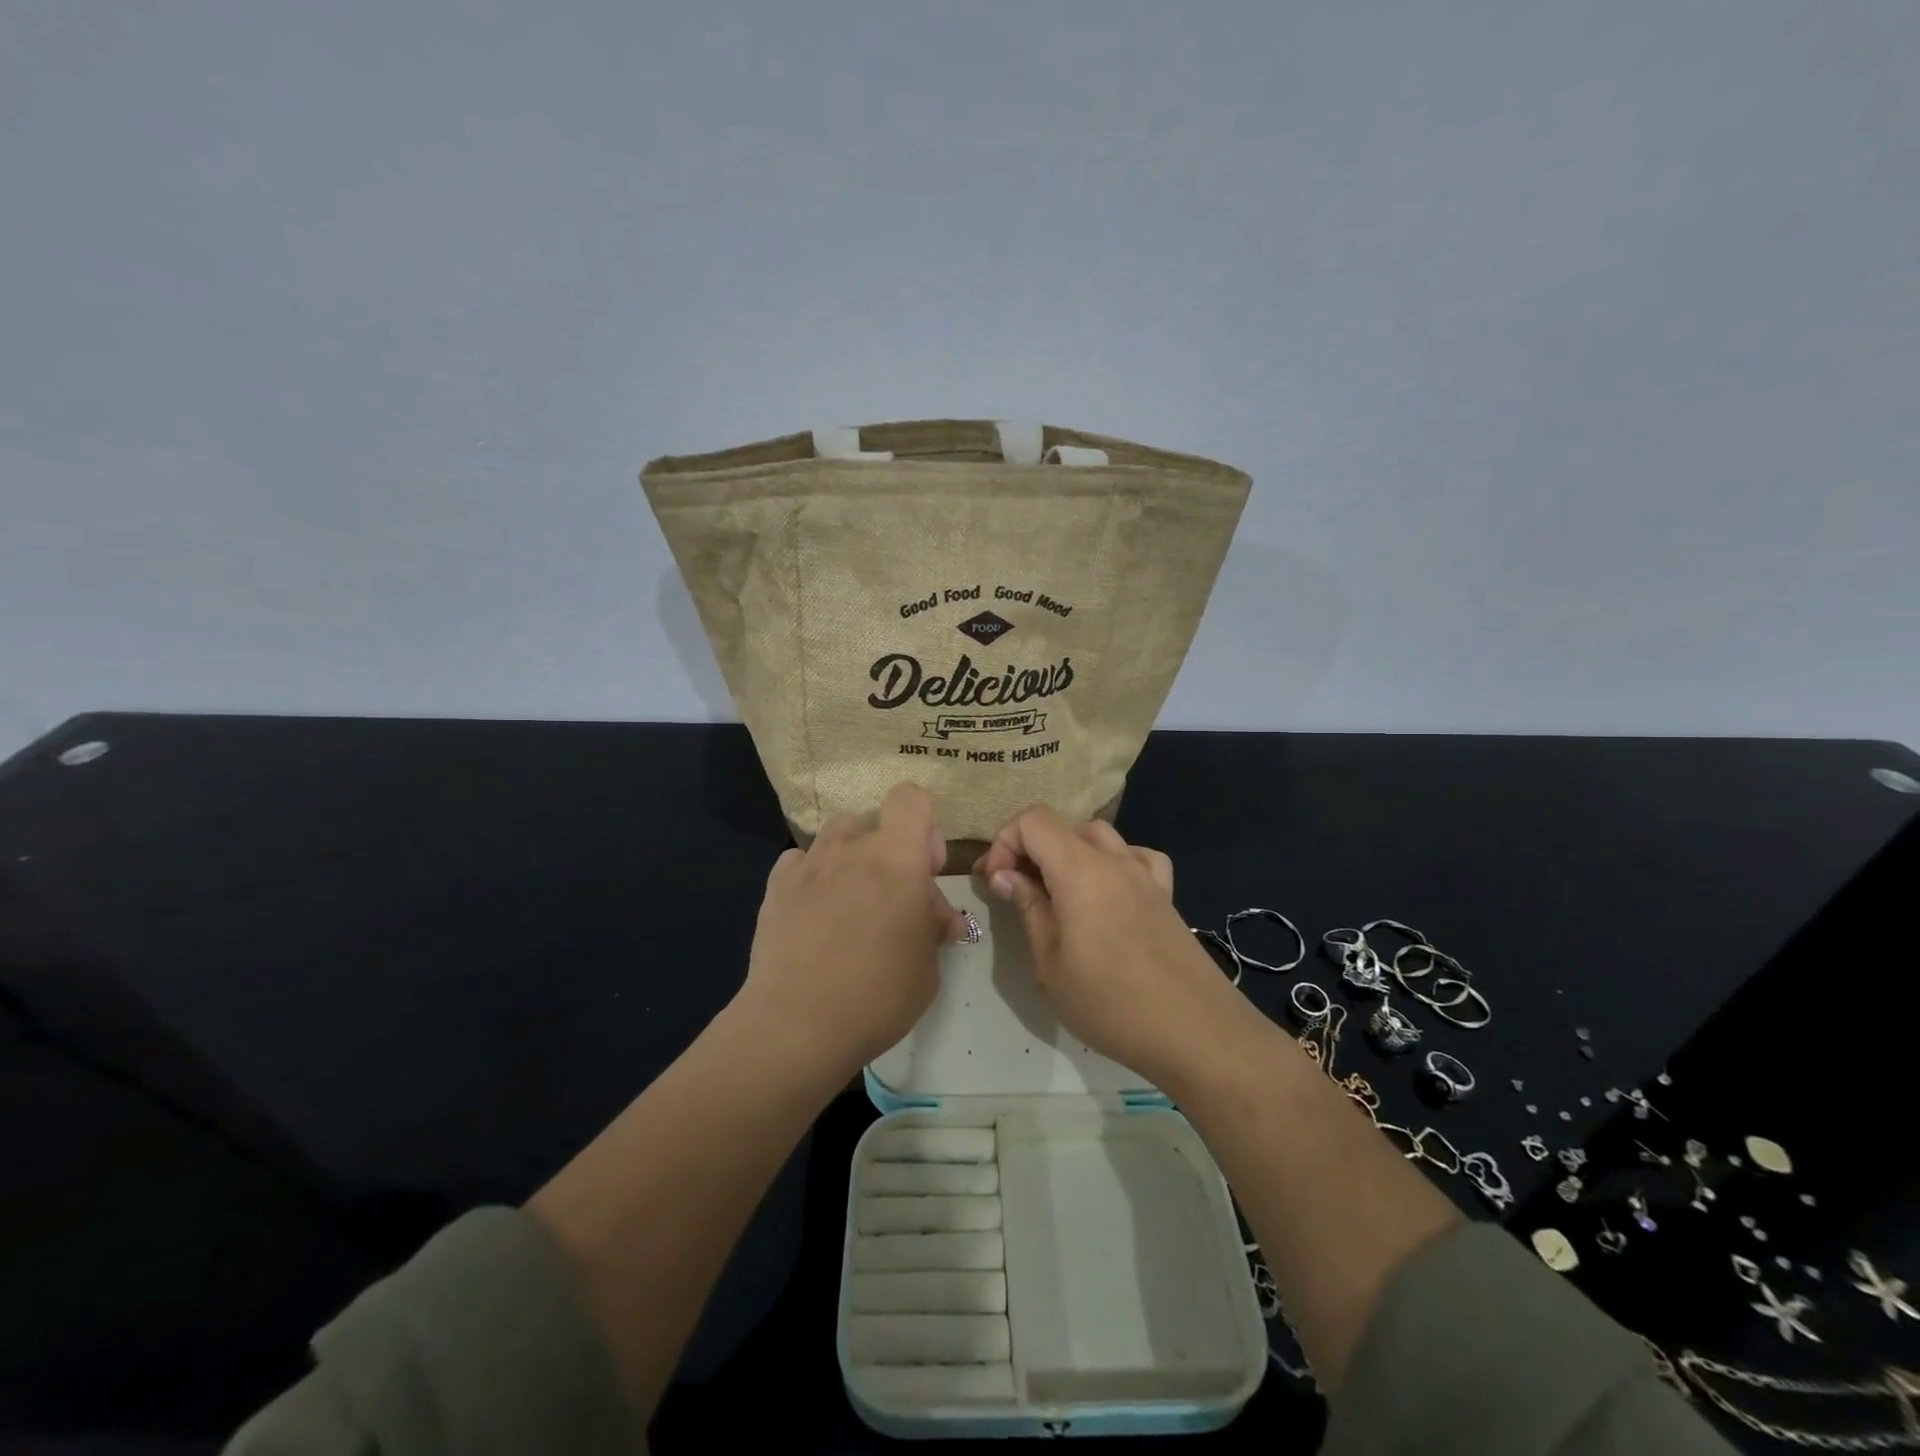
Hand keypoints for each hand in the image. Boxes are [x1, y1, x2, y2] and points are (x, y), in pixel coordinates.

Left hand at [735, 783, 968, 1079]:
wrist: (797, 1024)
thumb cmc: (878, 995)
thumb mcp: (928, 967)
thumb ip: (933, 927)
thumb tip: (938, 918)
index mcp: (897, 858)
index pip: (911, 799)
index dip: (923, 825)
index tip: (924, 869)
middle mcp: (852, 847)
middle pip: (874, 822)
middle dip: (889, 852)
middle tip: (892, 902)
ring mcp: (809, 864)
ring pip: (836, 835)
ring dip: (849, 856)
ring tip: (850, 899)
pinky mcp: (775, 885)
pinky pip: (800, 861)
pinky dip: (812, 876)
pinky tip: (813, 911)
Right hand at [975, 807, 1242, 1084]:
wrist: (1195, 1031)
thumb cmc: (1110, 1002)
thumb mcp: (1050, 963)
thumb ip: (1028, 908)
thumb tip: (1005, 875)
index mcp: (1080, 869)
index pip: (1033, 820)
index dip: (1004, 843)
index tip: (995, 883)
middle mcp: (1114, 859)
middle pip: (1063, 826)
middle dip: (1030, 849)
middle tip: (1015, 890)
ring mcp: (1145, 874)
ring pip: (1099, 835)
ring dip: (1068, 853)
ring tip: (1056, 892)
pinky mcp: (1165, 895)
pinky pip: (1136, 856)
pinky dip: (1113, 861)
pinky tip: (1109, 890)